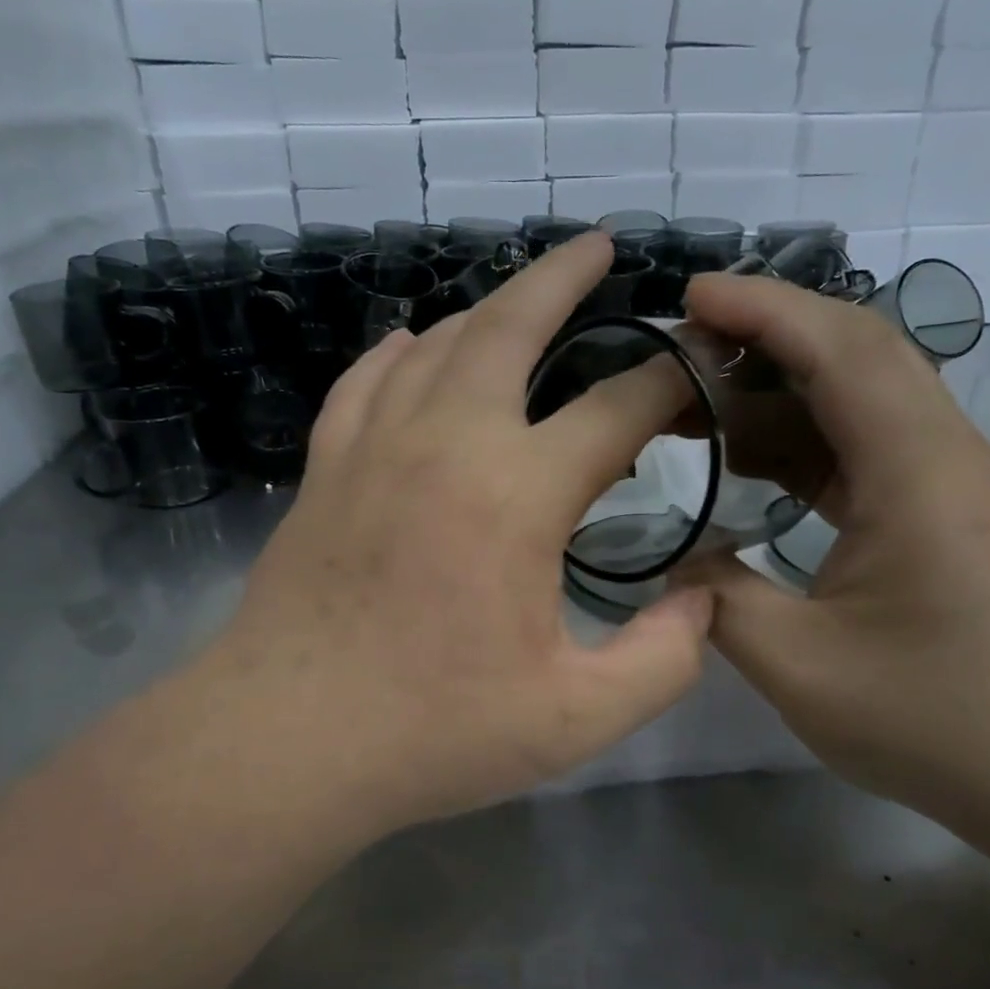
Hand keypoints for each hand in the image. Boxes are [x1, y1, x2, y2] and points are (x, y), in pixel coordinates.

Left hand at [214, 234, 712, 833]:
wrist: (286, 741)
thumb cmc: (434, 732)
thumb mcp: (578, 718)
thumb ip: (665, 658)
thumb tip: (703, 597)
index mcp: (517, 493)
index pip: (617, 409)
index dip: (669, 381)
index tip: (699, 369)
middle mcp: (446, 442)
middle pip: (510, 327)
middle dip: (563, 279)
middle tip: (599, 247)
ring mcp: (373, 448)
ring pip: (436, 345)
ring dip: (486, 312)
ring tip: (520, 303)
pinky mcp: (324, 471)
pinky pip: (364, 382)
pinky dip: (397, 353)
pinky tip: (412, 346)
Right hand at [676, 275, 989, 820]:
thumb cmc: (942, 721)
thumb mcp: (802, 669)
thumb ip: (720, 602)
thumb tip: (675, 564)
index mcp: (918, 471)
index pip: (840, 348)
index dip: (762, 308)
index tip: (688, 297)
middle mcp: (945, 454)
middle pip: (858, 353)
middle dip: (767, 335)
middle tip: (681, 352)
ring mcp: (953, 483)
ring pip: (863, 398)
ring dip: (781, 391)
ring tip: (699, 407)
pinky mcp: (949, 514)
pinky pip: (868, 447)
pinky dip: (805, 440)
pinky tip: (753, 464)